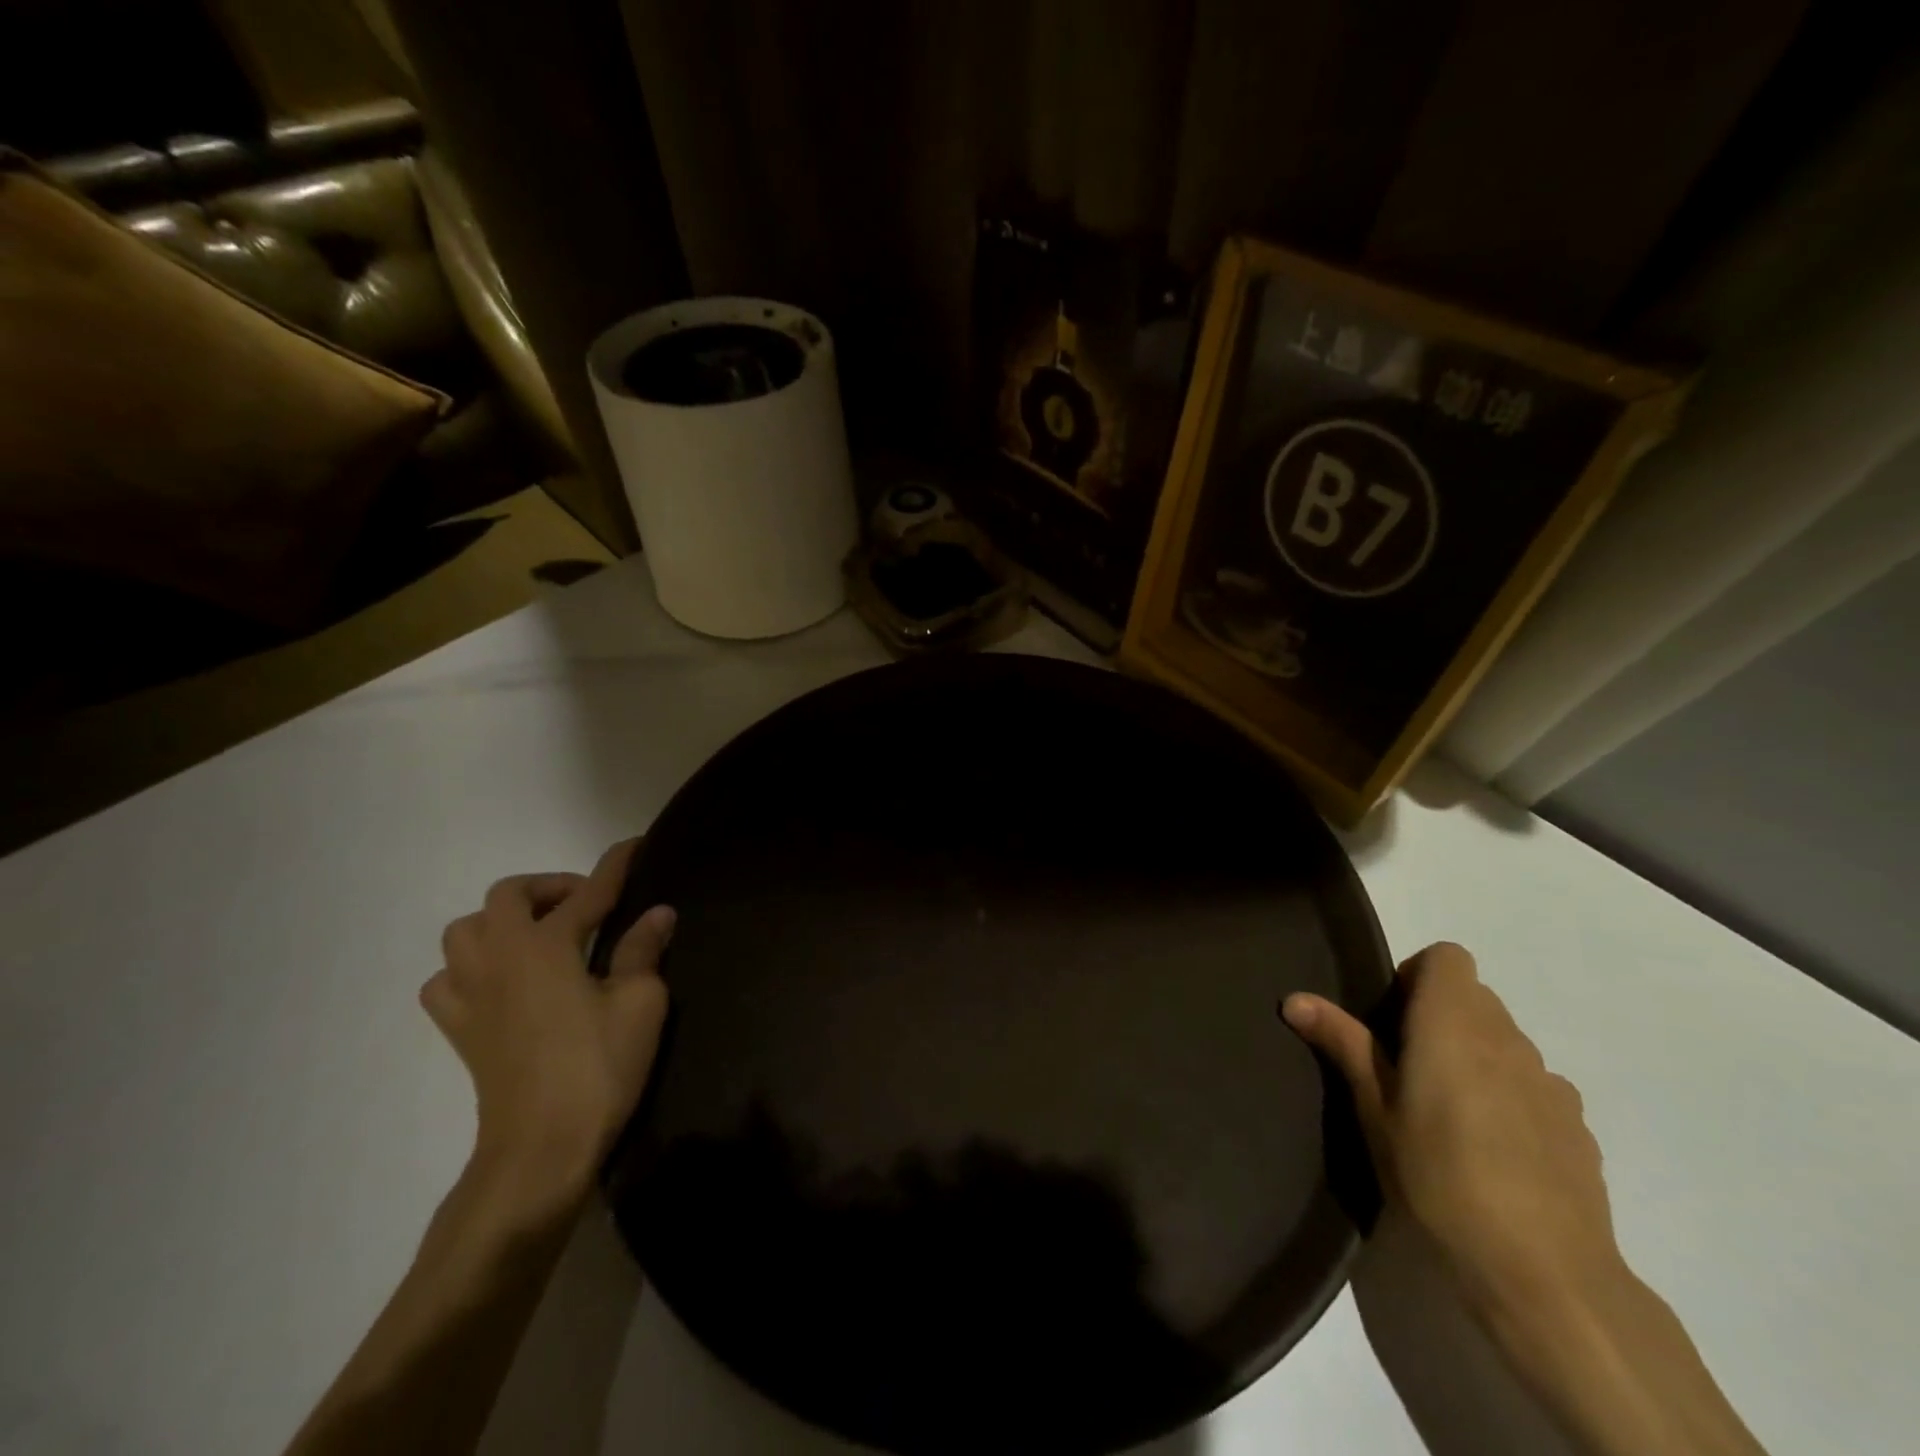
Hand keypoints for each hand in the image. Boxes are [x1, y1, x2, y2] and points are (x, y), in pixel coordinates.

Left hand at [421, 839, 672, 1210]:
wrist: (541, 1147)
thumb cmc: (598, 1067)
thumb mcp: (640, 1003)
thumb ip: (643, 951)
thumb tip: (657, 914)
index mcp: (545, 947)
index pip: (587, 893)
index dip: (614, 867)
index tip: (633, 845)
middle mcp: (499, 958)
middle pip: (506, 897)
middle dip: (547, 888)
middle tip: (584, 904)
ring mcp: (470, 994)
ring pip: (464, 932)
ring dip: (501, 920)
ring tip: (540, 936)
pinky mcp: (459, 1030)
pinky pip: (446, 979)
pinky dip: (469, 966)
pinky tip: (501, 981)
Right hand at [1284, 942, 1620, 1321]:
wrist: (1545, 1273)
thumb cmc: (1439, 1177)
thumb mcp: (1374, 1110)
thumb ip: (1343, 1044)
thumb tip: (1295, 998)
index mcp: (1453, 1024)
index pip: (1448, 957)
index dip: (1417, 975)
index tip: (1391, 1020)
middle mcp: (1508, 1040)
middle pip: (1475, 998)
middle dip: (1439, 1017)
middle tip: (1405, 1069)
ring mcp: (1551, 1084)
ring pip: (1505, 1042)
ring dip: (1476, 1057)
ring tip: (1449, 1116)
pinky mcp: (1579, 1128)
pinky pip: (1534, 1086)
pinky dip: (1510, 1096)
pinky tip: (1494, 1151)